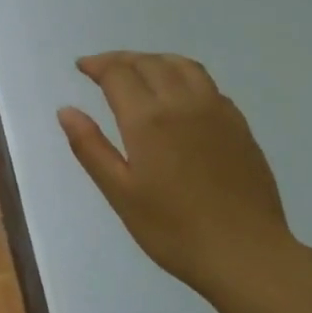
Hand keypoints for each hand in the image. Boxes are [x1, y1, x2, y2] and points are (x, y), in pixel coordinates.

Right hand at [58, 52, 294, 300]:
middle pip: (149, 63)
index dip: (97, 65)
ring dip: (155, 60)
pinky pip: (207, 84)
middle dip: (122, 59)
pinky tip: (179, 94)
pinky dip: (184, 75)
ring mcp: (217, 111)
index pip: (118, 74)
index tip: (82, 67)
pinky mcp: (239, 125)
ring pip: (183, 66)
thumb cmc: (173, 229)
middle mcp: (183, 103)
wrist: (245, 253)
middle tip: (103, 68)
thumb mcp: (120, 193)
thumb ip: (90, 147)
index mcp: (148, 119)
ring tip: (139, 70)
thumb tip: (66, 110)